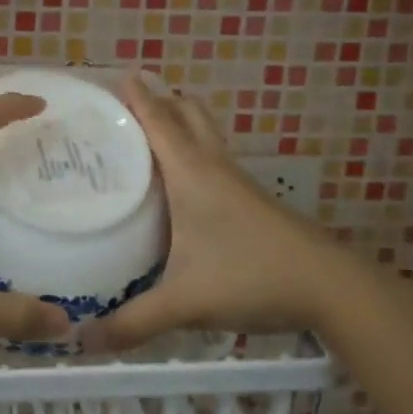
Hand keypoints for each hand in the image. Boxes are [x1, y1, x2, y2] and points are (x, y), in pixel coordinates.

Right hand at [80, 75, 346, 350]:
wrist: (331, 288)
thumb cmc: (251, 277)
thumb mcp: (186, 302)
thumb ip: (133, 322)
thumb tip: (81, 341)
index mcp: (191, 173)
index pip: (159, 120)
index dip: (137, 95)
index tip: (116, 73)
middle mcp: (213, 167)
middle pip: (188, 113)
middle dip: (161, 100)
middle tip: (128, 104)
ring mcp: (236, 182)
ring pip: (205, 135)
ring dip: (180, 123)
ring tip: (147, 135)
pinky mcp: (251, 200)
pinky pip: (214, 159)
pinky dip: (193, 151)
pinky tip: (181, 183)